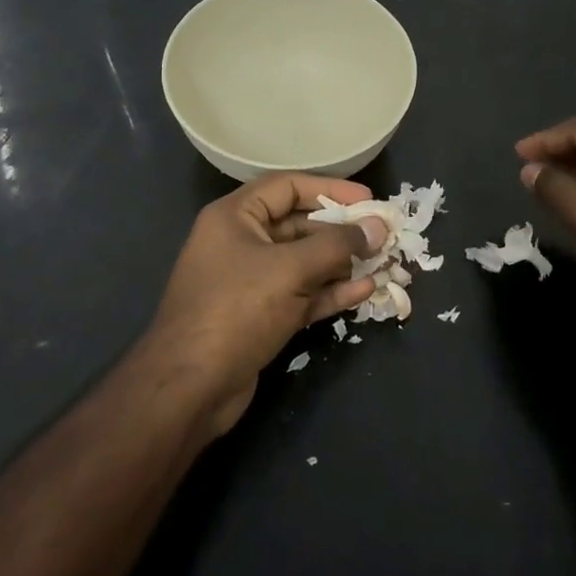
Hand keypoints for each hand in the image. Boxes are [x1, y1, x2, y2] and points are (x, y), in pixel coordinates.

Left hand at [143, 174, 386, 435]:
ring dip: (343, 263)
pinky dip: (331, 291)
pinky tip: (365, 290)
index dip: (330, 189)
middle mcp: (241, 243)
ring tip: (384, 262)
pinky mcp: (261, 316)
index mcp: (235, 218)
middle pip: (299, 225)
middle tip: (383, 235)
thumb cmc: (237, 310)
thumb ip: (337, 245)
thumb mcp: (290, 269)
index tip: (368, 200)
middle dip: (342, 230)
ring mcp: (251, 282)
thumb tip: (378, 228)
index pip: (287, 187)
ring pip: (305, 263)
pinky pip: (303, 294)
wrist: (191, 388)